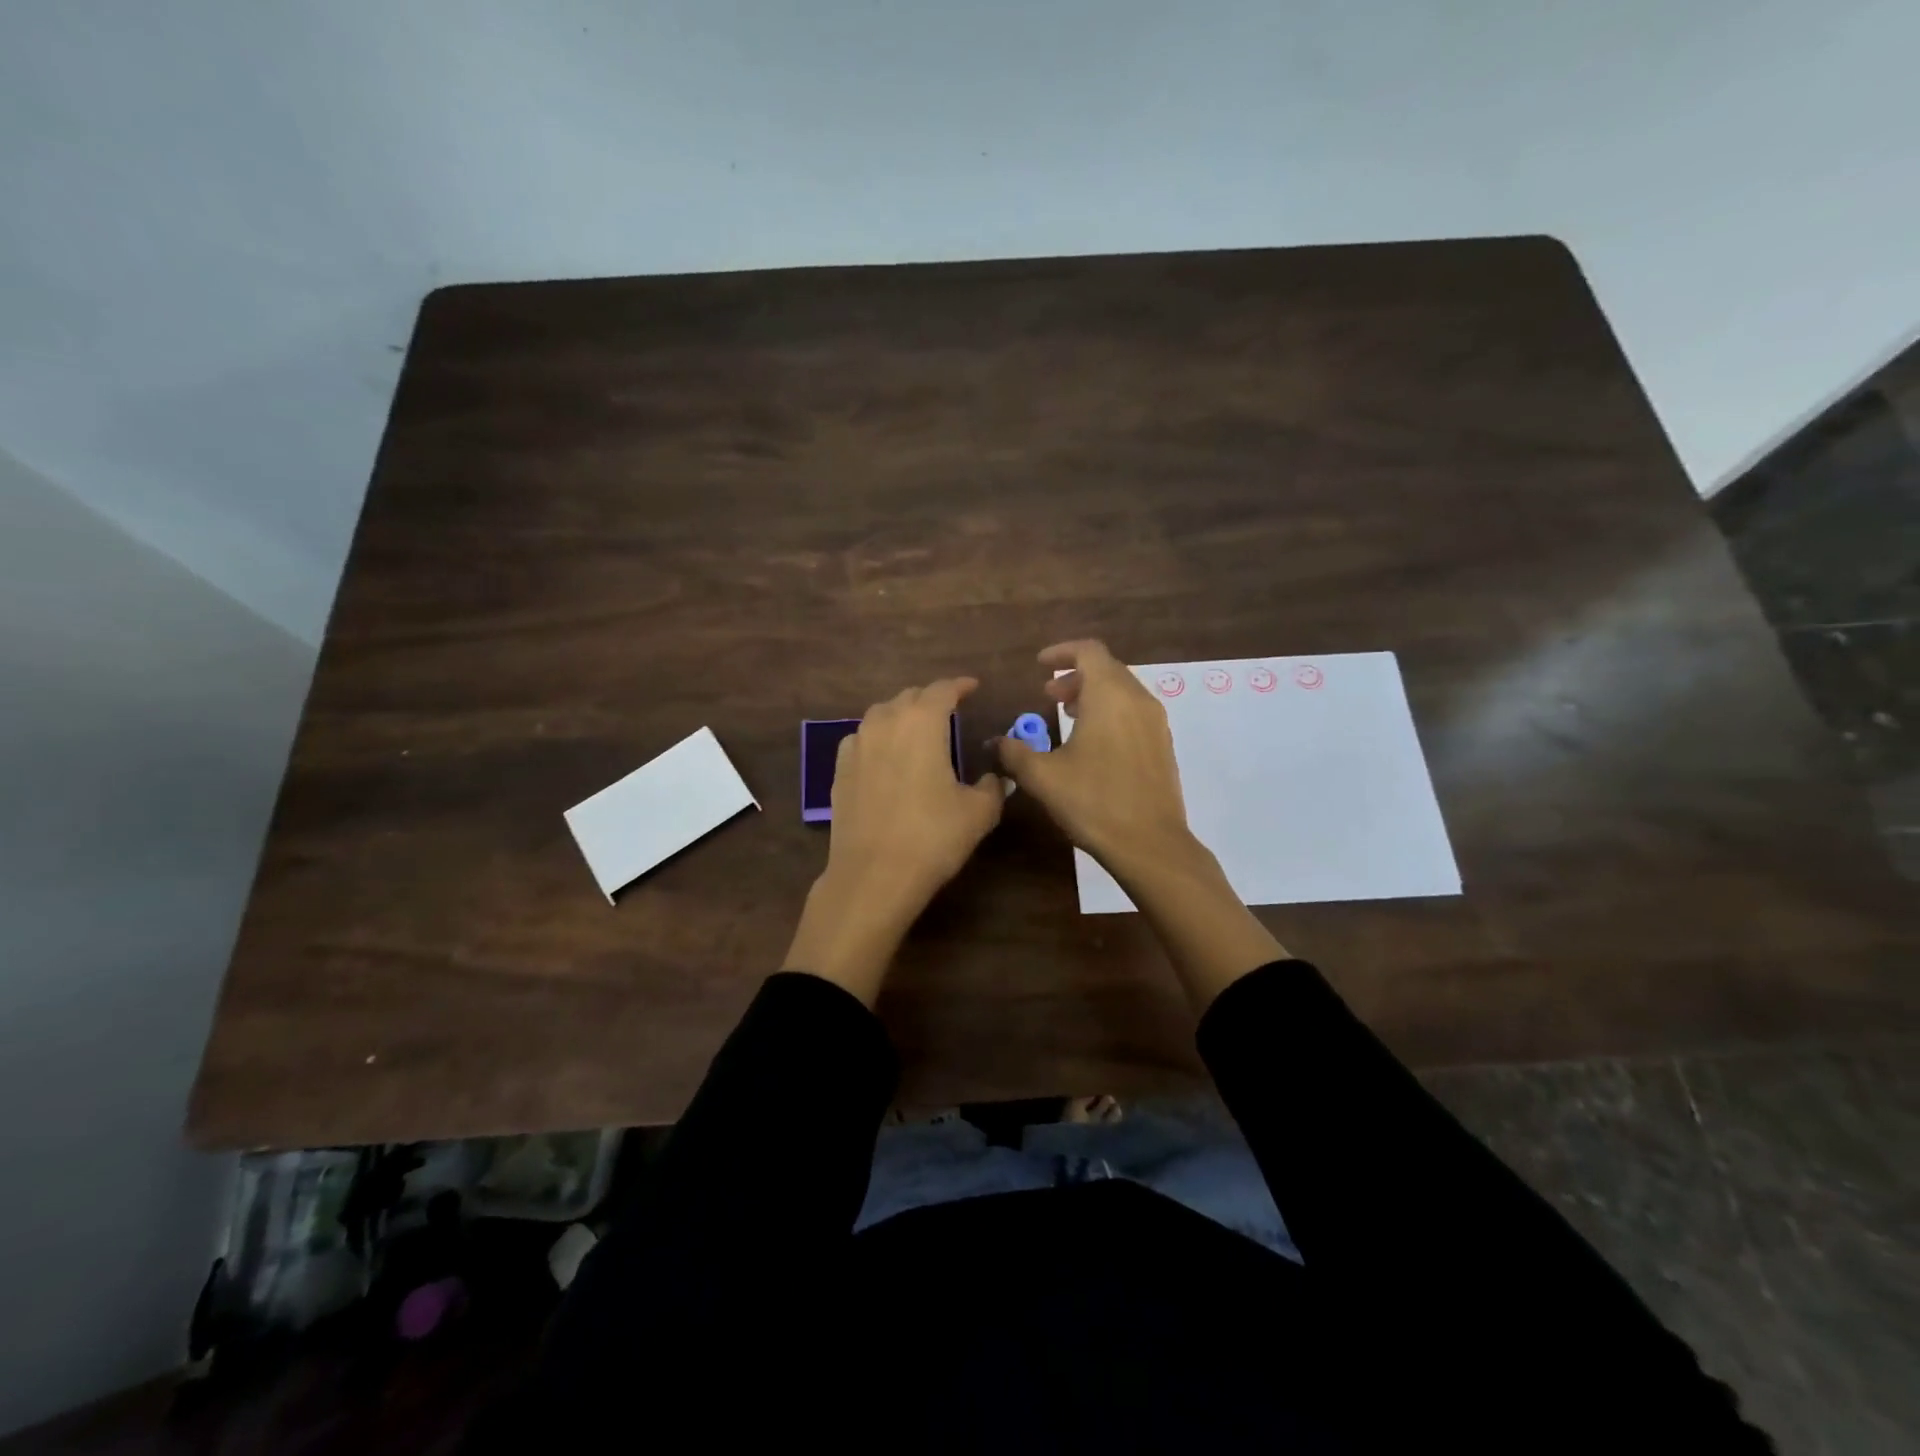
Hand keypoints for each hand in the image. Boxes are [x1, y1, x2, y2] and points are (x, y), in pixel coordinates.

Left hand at [783, 677, 1004, 1004]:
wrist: (873, 875)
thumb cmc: (932, 837)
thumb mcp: (978, 813)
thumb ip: (991, 787)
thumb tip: (993, 778)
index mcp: (922, 722)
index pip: (943, 690)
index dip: (960, 685)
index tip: (973, 687)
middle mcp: (885, 723)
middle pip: (909, 697)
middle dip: (931, 699)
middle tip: (949, 711)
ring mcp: (856, 745)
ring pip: (881, 715)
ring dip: (902, 715)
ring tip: (918, 730)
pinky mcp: (839, 770)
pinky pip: (862, 739)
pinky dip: (878, 738)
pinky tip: (886, 756)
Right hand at [997, 640, 1286, 1010]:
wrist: (1150, 844)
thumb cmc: (1094, 802)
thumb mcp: (1043, 777)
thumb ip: (1014, 752)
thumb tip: (994, 742)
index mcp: (1109, 696)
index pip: (1088, 651)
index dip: (1061, 652)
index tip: (1039, 666)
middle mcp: (1138, 699)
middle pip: (1107, 669)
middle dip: (1075, 675)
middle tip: (1048, 694)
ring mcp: (1156, 722)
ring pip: (1123, 690)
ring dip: (1093, 694)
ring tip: (1067, 714)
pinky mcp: (1163, 745)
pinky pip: (1134, 712)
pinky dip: (1111, 712)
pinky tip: (1093, 742)